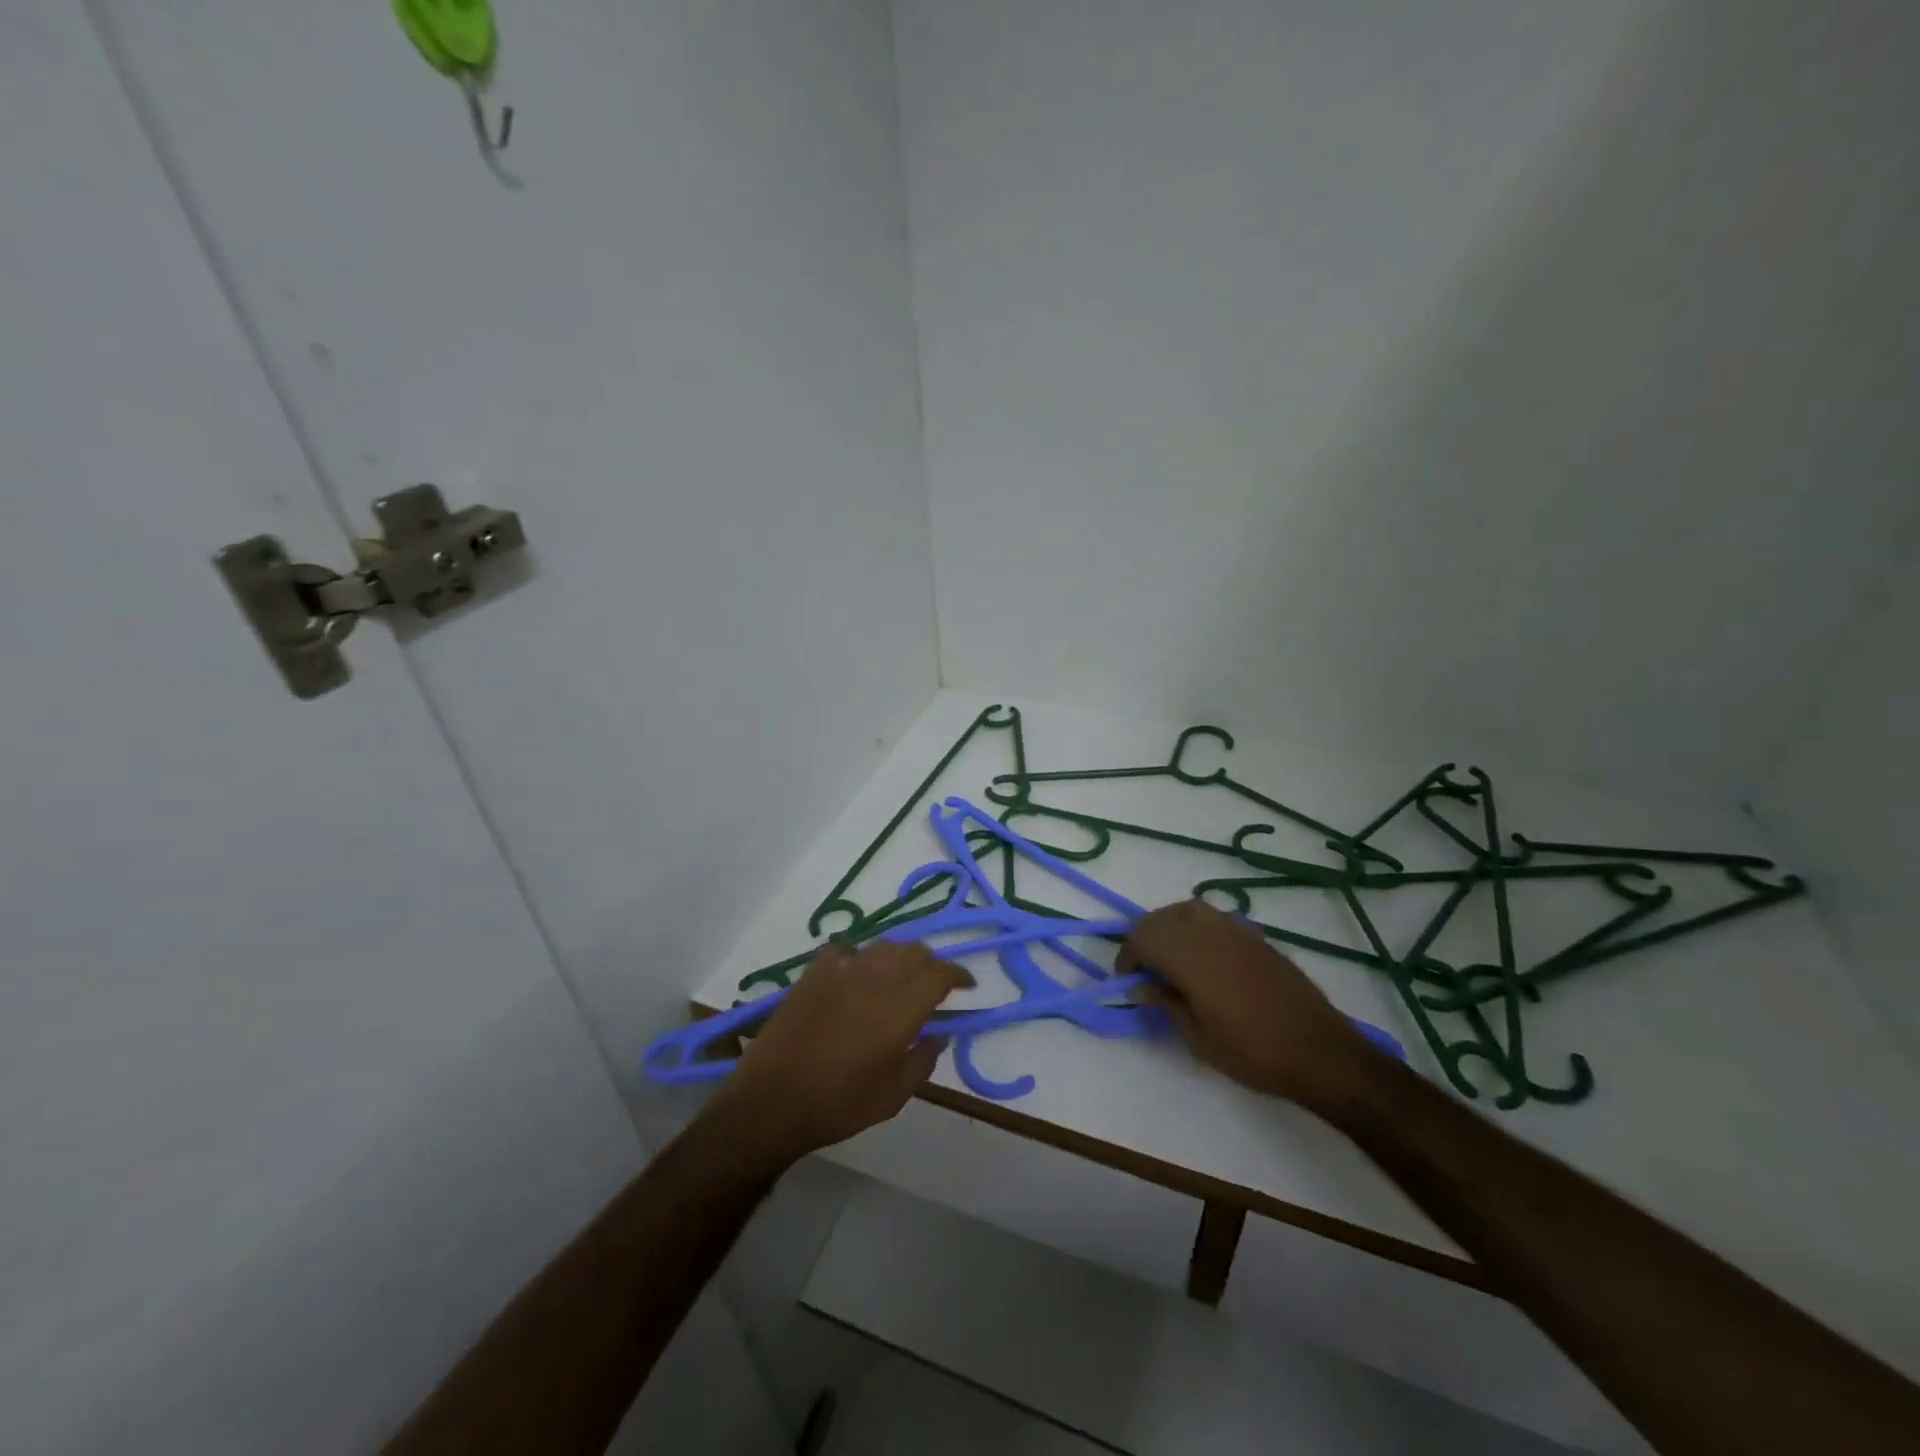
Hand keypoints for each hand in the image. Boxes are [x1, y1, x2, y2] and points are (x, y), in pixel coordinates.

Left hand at [706, 942, 971, 1166]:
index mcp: (901, 1007)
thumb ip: (923, 1060)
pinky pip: (846, 951)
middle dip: (931, 964)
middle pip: (915, 951)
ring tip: (898, 979)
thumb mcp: (893, 1095)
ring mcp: (842, 969)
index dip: (958, 974)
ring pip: (884, 946)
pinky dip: (860, 958)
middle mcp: (876, 977)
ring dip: (899, 958)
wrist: (772, 1100)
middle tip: (934, 985)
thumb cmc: (839, 1104)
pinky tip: (856, 976)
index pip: (940, 973)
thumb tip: (941, 1034)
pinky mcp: (814, 971)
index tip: (967, 985)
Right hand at [1118, 899, 1379, 1115]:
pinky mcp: (1254, 935)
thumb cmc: (1252, 1051)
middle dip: (1144, 939)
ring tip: (1170, 958)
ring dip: (1169, 927)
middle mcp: (1208, 932)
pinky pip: (1213, 917)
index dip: (1127, 956)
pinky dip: (1195, 927)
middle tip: (1145, 971)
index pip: (1142, 938)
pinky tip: (1202, 955)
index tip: (1127, 980)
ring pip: (1186, 909)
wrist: (1319, 1051)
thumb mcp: (1198, 1038)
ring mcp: (1234, 929)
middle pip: (1160, 918)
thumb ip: (1166, 1003)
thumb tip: (1140, 985)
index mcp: (1189, 956)